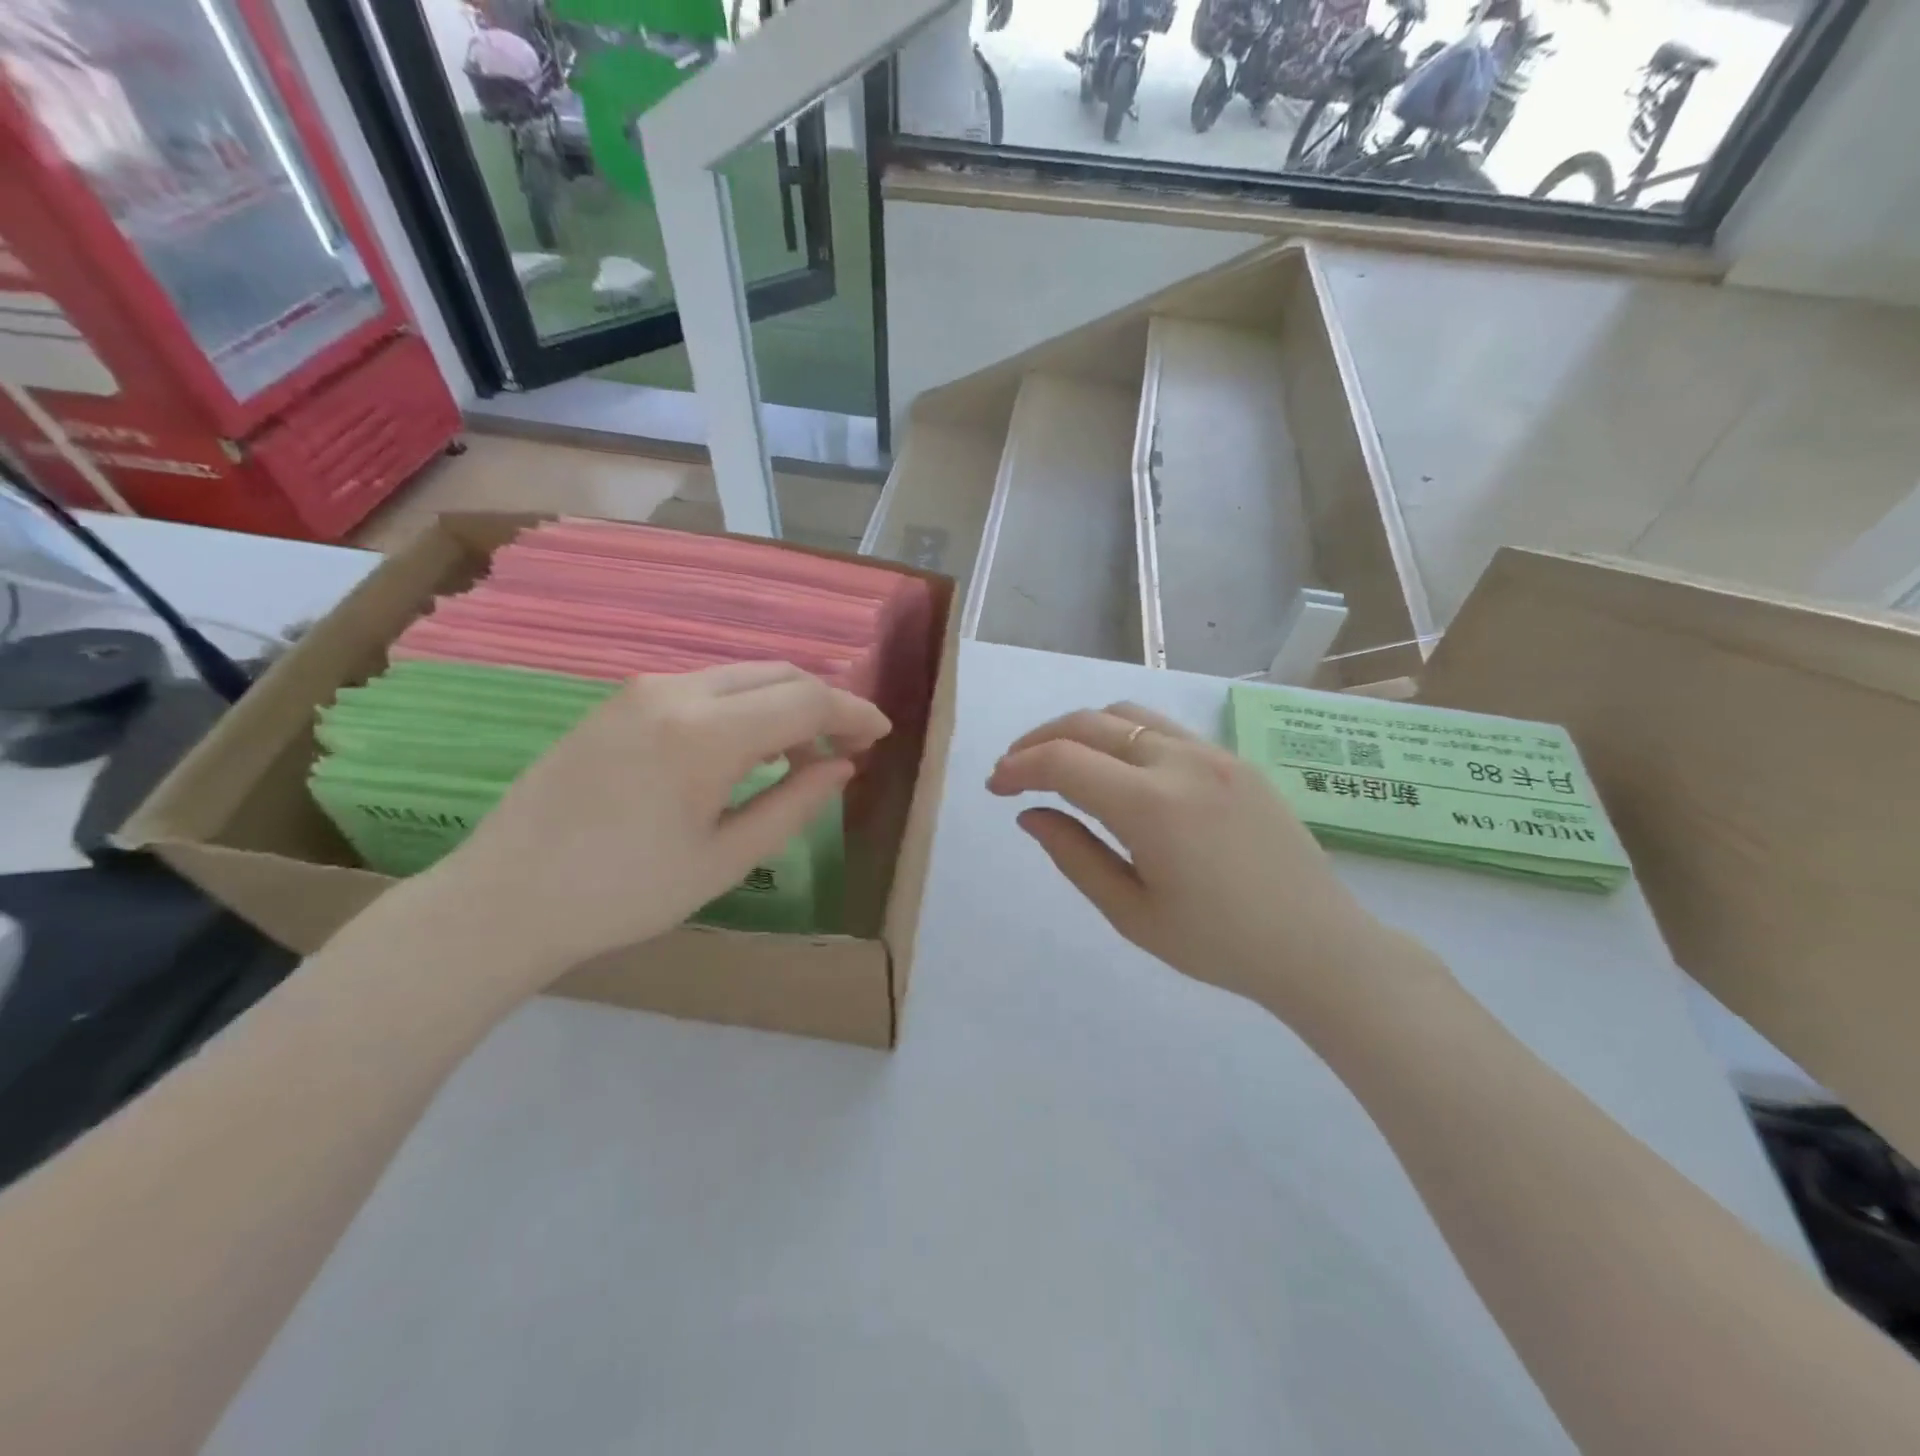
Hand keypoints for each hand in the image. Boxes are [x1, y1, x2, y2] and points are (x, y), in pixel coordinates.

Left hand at [424, 662, 889, 987]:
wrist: (506, 898)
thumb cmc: (624, 893)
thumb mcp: (725, 860)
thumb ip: (794, 805)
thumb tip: (842, 767)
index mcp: (705, 733)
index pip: (805, 699)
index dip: (853, 712)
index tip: (881, 735)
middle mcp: (675, 691)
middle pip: (777, 674)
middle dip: (823, 703)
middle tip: (847, 747)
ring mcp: (641, 690)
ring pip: (741, 676)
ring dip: (782, 704)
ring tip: (799, 757)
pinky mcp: (618, 701)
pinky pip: (704, 687)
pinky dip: (743, 707)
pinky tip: (744, 751)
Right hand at [988, 703, 1420, 1030]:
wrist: (1319, 946)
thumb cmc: (1219, 944)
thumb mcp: (1132, 913)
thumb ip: (1074, 855)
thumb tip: (1030, 814)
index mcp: (1150, 805)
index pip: (1063, 761)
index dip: (1018, 767)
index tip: (995, 787)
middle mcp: (1179, 761)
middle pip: (1089, 722)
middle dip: (1039, 740)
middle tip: (1014, 769)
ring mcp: (1213, 754)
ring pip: (1127, 713)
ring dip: (1081, 730)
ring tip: (1060, 763)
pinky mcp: (1235, 759)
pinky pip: (1164, 728)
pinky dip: (1123, 734)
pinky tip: (1118, 770)